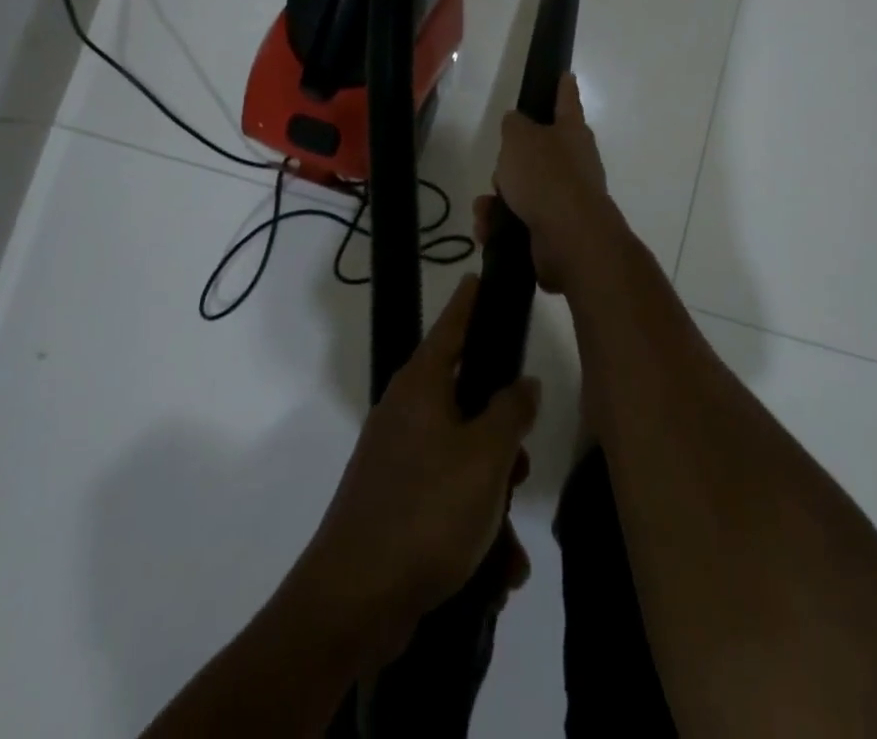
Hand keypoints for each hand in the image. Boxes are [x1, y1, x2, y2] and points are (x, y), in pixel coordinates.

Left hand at [296, 276, 539, 665]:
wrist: (352, 603)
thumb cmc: (425, 511)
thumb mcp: (485, 457)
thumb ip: (511, 411)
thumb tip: (524, 382)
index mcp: (421, 386)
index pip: (451, 325)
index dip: (469, 301)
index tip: (479, 274)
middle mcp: (406, 413)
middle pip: (467, 401)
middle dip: (502, 438)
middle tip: (522, 466)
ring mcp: (397, 460)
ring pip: (463, 460)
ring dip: (493, 500)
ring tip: (509, 549)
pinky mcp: (395, 505)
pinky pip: (447, 502)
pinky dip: (473, 531)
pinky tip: (495, 574)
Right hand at [475, 73, 626, 295]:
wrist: (569, 238)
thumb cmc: (546, 176)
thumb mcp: (519, 138)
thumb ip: (514, 125)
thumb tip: (517, 123)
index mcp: (571, 132)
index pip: (566, 100)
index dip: (563, 87)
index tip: (566, 75)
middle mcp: (575, 162)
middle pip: (538, 152)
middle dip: (512, 162)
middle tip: (500, 168)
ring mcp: (567, 198)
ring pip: (524, 189)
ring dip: (499, 198)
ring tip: (486, 208)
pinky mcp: (555, 229)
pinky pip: (520, 220)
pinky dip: (501, 225)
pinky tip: (488, 230)